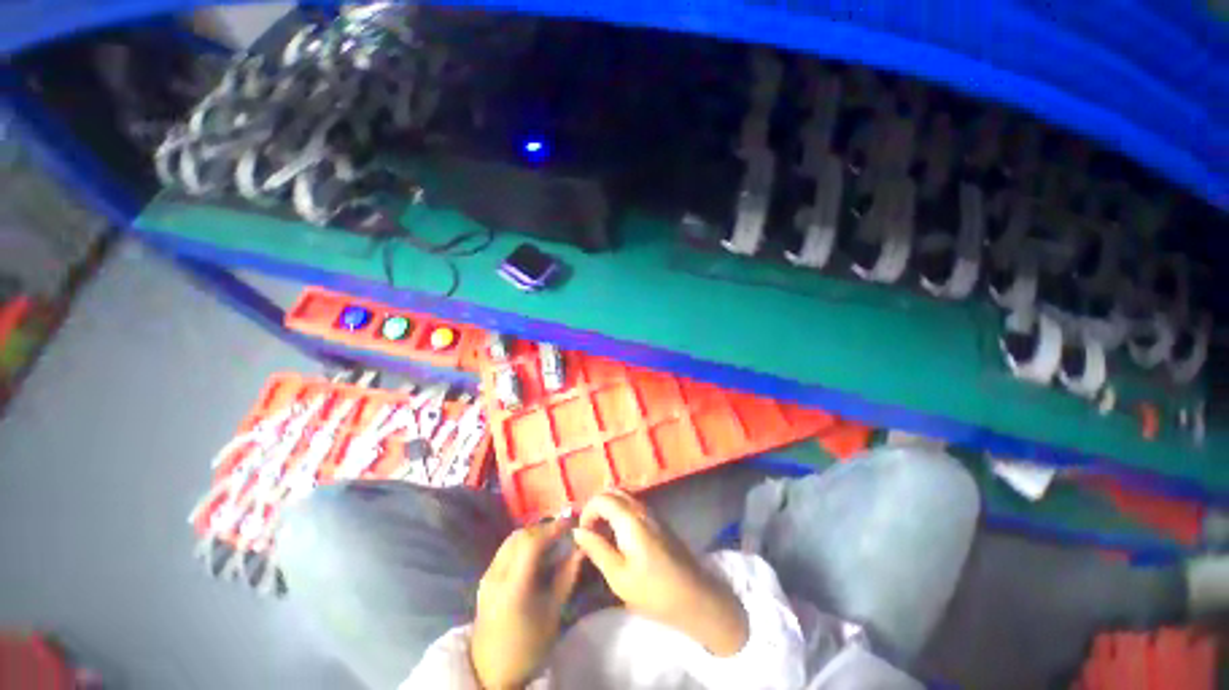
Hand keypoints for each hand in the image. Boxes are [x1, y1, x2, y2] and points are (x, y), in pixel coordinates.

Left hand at [471, 519, 582, 689]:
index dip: (553, 528)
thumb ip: (567, 576)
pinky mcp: (485, 578)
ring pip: (512, 539)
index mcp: (513, 587)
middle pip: (521, 536)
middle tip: (563, 532)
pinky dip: (523, 543)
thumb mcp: (553, 612)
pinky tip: (536, 554)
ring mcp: (487, 575)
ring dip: (533, 534)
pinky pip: (506, 549)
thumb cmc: (529, 646)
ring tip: (551, 541)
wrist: (492, 671)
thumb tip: (581, 548)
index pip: (533, 543)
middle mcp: (496, 575)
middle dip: (544, 528)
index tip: (571, 523)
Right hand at [572, 490, 749, 656]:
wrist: (696, 597)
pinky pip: (634, 506)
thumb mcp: (618, 576)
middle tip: (590, 532)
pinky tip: (619, 536)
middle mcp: (641, 508)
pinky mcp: (659, 521)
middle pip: (613, 491)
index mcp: (630, 518)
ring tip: (602, 535)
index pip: (601, 498)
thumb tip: (577, 531)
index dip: (587, 512)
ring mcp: (653, 513)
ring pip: (624, 497)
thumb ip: (597, 549)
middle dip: (597, 506)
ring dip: (609, 508)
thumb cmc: (654, 591)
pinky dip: (620, 512)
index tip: (582, 534)